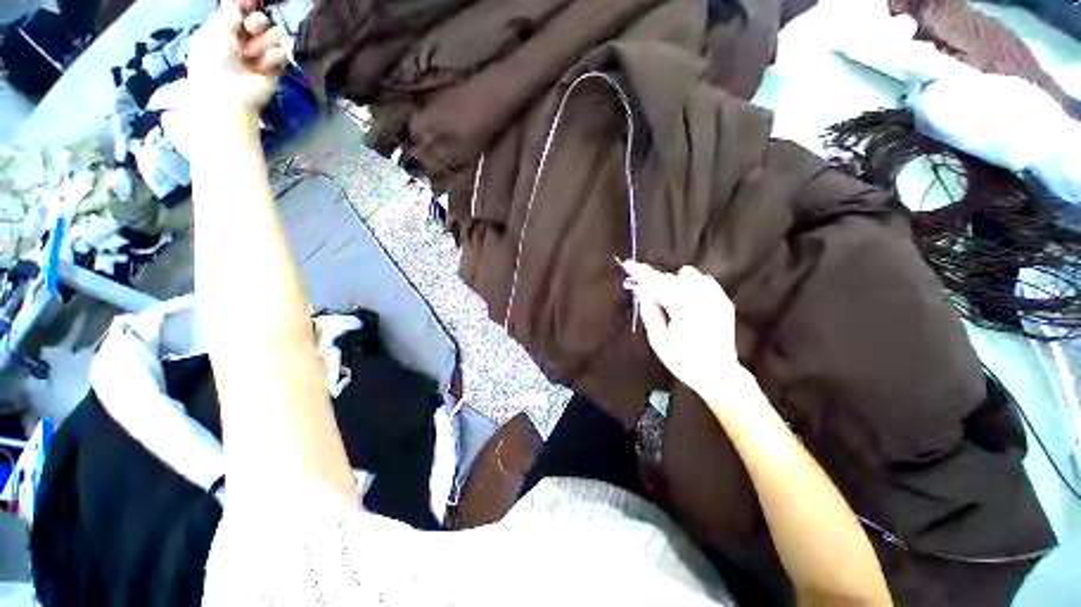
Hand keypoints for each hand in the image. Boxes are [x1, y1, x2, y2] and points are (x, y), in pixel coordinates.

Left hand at [187, 0, 286, 113]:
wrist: (228, 95)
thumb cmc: (213, 61)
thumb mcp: (216, 31)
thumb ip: (229, 13)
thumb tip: (236, 0)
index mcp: (224, 29)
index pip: (240, 10)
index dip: (246, 4)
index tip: (250, 1)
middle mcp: (243, 40)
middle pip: (260, 20)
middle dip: (257, 22)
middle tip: (251, 28)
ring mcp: (259, 55)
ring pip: (273, 35)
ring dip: (263, 42)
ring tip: (252, 54)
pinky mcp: (274, 69)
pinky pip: (282, 54)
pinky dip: (272, 59)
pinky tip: (263, 67)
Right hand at [623, 261, 745, 397]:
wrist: (719, 374)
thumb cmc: (684, 361)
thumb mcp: (659, 341)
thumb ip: (649, 312)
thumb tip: (640, 289)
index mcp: (683, 310)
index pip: (658, 283)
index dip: (642, 273)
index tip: (628, 265)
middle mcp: (702, 299)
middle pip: (672, 277)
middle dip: (656, 281)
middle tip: (646, 292)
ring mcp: (716, 298)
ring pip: (689, 274)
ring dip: (675, 282)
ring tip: (670, 300)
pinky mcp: (723, 300)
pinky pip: (704, 280)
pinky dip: (691, 285)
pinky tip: (688, 300)